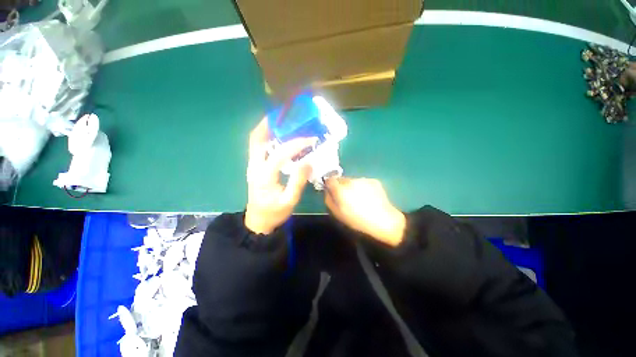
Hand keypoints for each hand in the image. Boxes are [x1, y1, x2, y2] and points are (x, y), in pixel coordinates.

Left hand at [245, 118, 315, 233]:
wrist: (258, 221)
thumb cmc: (274, 213)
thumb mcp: (290, 200)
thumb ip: (298, 181)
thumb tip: (308, 161)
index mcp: (264, 176)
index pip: (280, 153)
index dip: (296, 144)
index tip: (310, 139)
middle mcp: (254, 166)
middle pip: (256, 139)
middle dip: (270, 124)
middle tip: (285, 116)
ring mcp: (252, 165)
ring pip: (255, 141)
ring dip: (267, 128)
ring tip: (282, 120)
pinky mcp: (254, 167)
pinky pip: (258, 147)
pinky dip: (267, 137)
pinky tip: (279, 135)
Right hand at [324, 177, 405, 245]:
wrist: (383, 221)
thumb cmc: (357, 220)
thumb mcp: (337, 214)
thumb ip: (329, 199)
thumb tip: (327, 191)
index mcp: (341, 189)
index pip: (330, 179)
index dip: (329, 185)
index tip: (332, 191)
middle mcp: (351, 181)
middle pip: (341, 179)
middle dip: (341, 186)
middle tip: (346, 198)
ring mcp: (363, 180)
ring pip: (353, 181)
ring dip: (352, 187)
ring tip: (359, 199)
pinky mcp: (373, 181)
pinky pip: (363, 182)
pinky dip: (363, 188)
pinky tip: (368, 198)